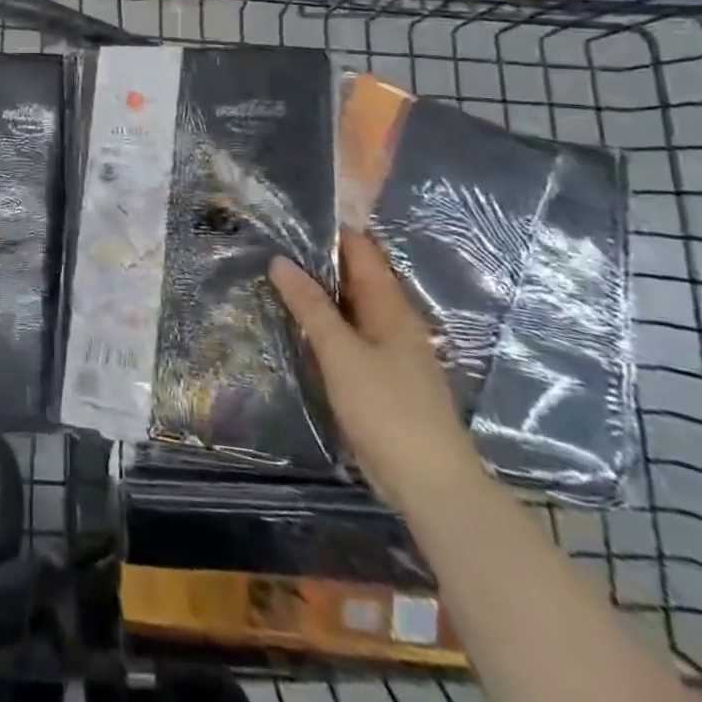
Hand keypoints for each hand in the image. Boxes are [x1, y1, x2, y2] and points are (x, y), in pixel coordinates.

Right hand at [270, 231, 481, 512]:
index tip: (287, 216)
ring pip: (349, 305)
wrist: (431, 485)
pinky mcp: (381, 375)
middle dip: (316, 259)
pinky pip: (348, 333)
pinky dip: (324, 321)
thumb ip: (311, 307)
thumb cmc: (387, 410)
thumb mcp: (341, 354)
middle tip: (269, 243)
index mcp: (391, 306)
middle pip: (354, 276)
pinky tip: (296, 323)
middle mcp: (393, 320)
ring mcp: (389, 349)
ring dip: (318, 291)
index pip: (360, 251)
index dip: (328, 231)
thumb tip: (280, 261)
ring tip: (273, 275)